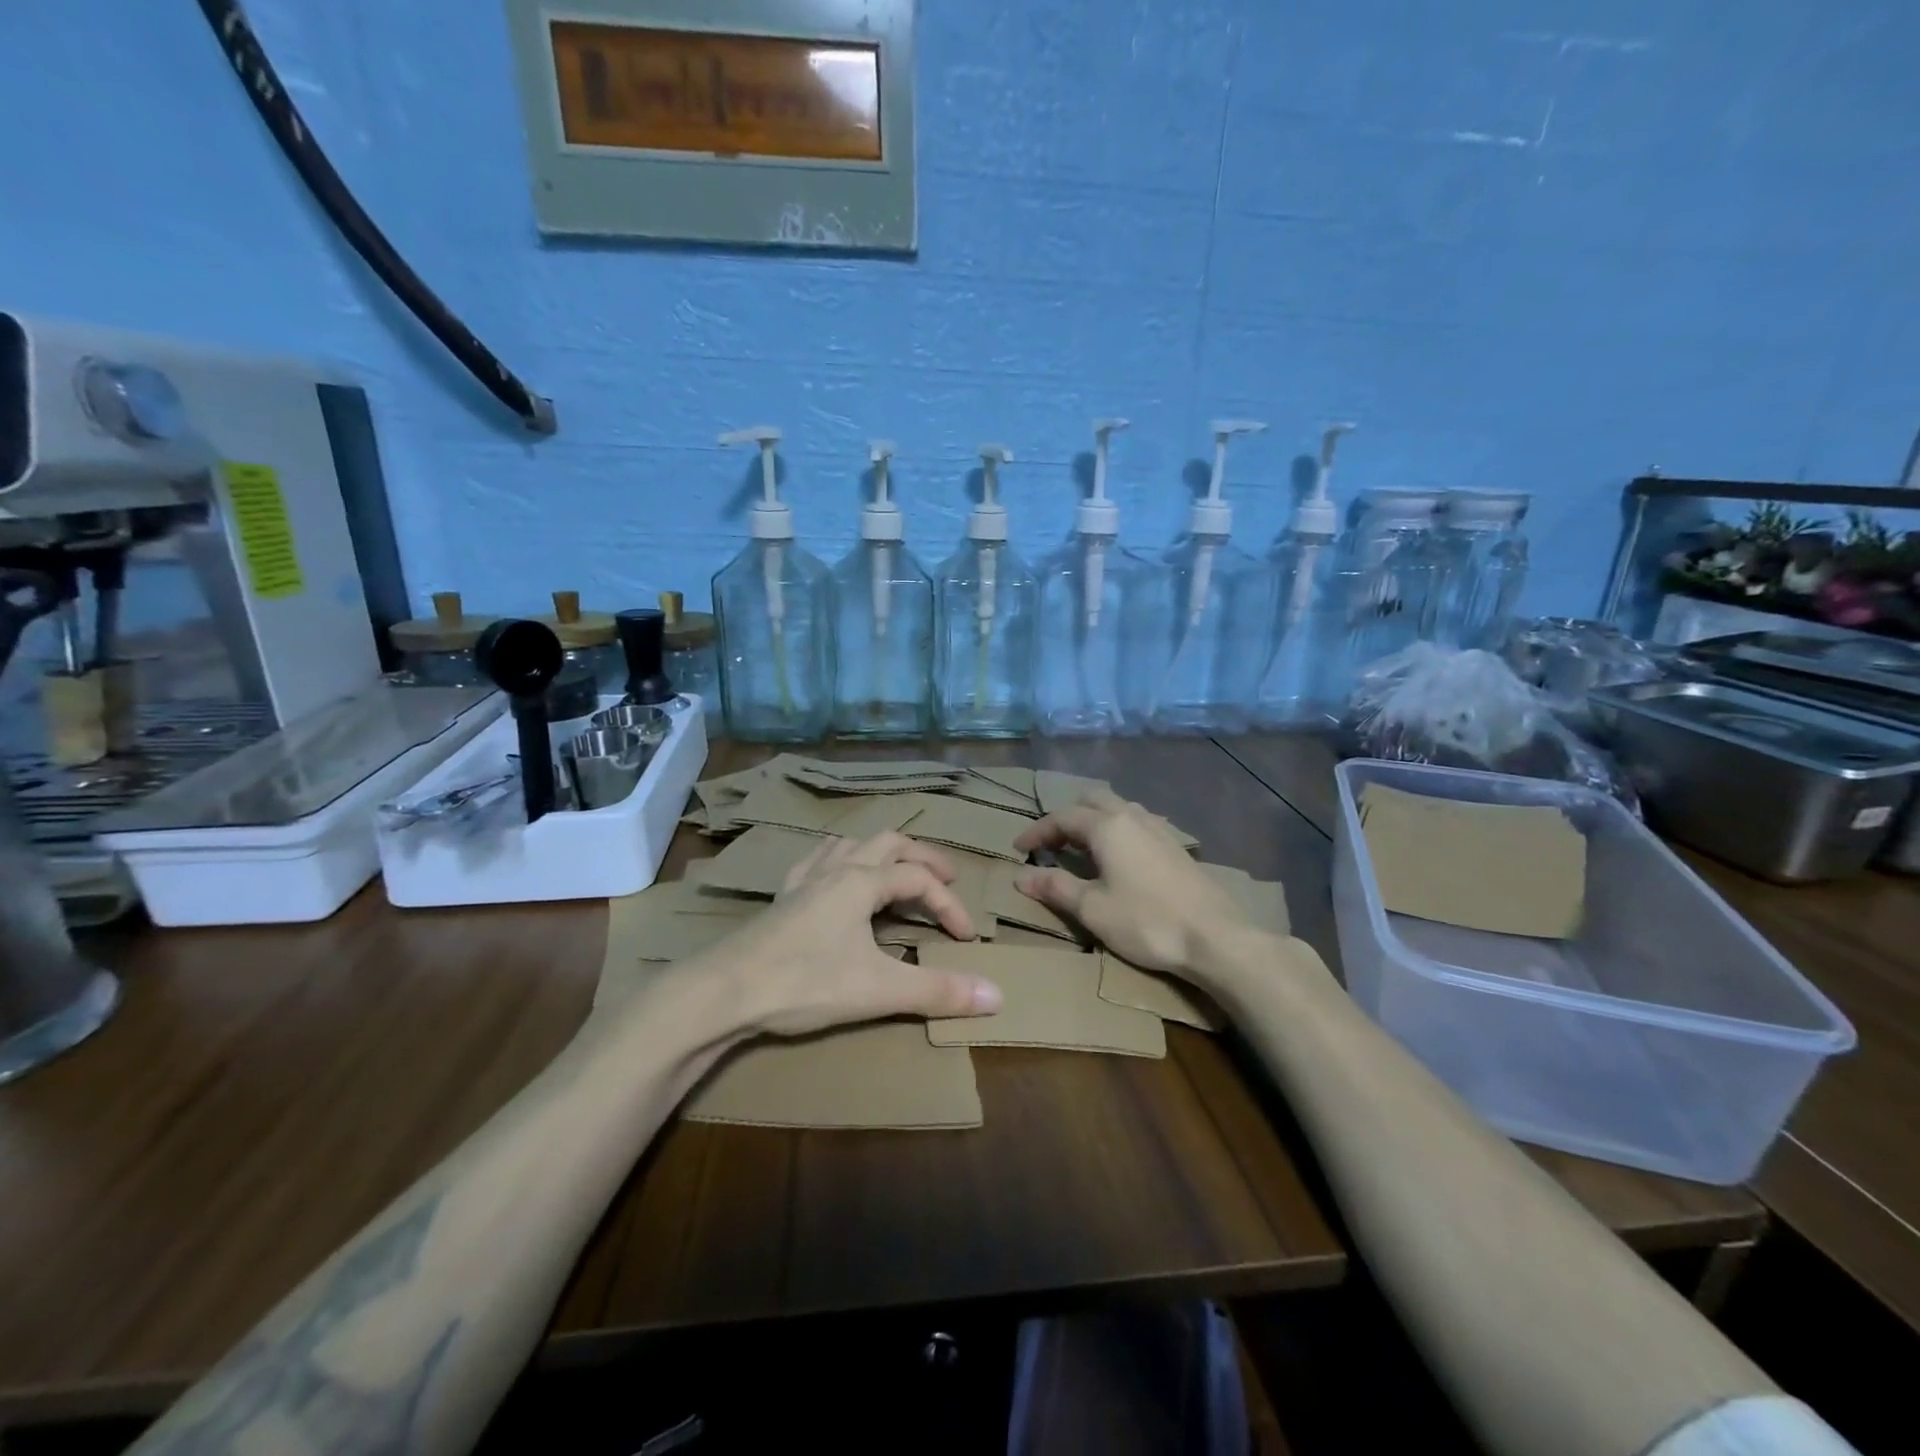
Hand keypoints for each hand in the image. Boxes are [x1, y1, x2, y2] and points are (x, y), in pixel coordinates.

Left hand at [700, 832, 1003, 1036]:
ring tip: (895, 874)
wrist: (723, 992)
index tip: (967, 938)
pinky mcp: (781, 898)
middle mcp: (836, 869)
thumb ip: (938, 991)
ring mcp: (804, 880)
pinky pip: (816, 861)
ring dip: (880, 853)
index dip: (950, 905)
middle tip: (946, 880)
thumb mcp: (879, 989)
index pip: (920, 879)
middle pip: (889, 842)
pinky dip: (839, 861)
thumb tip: (998, 996)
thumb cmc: (805, 983)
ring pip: (850, 844)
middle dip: (923, 858)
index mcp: (862, 881)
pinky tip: (835, 880)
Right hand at [1014, 789, 1246, 978]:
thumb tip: (1021, 876)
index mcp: (1107, 826)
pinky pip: (1136, 823)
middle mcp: (1132, 817)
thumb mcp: (1092, 909)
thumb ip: (1056, 888)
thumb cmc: (1147, 922)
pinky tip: (1117, 858)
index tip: (1018, 849)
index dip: (1037, 831)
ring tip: (1081, 848)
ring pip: (1118, 808)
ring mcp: (1159, 829)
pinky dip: (1116, 830)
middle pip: (1092, 800)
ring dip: (1093, 820)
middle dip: (1067, 817)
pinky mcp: (1175, 846)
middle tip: (1051, 843)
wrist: (1215, 937)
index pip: (1062, 817)